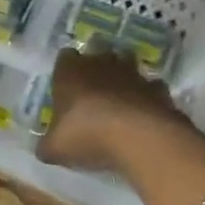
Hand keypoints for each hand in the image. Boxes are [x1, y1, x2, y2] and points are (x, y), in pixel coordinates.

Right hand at [38, 47, 188, 171]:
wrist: (139, 137)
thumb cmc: (86, 135)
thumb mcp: (55, 148)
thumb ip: (48, 145)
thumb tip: (45, 148)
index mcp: (70, 72)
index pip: (65, 57)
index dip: (65, 71)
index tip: (65, 88)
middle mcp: (101, 64)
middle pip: (98, 55)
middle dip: (96, 70)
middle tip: (92, 94)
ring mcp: (133, 73)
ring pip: (127, 66)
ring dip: (123, 80)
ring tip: (119, 102)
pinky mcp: (158, 89)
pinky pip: (150, 88)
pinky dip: (146, 98)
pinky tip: (143, 115)